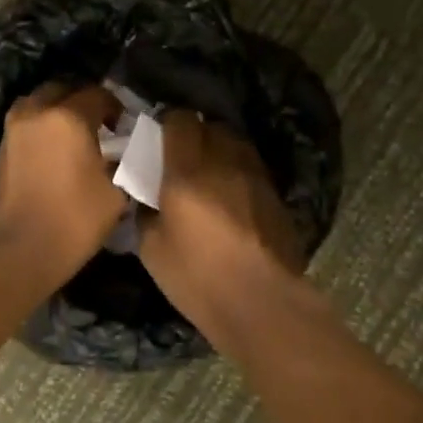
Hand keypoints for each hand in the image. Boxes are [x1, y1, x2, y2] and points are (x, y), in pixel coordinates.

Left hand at [0, 84, 126, 279]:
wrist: (21, 252)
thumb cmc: (75, 221)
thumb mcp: (116, 192)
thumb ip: (122, 162)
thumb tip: (120, 153)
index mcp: (68, 117)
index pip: (98, 94)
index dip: (115, 107)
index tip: (124, 126)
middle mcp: (37, 113)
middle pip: (63, 89)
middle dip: (82, 100)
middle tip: (100, 124)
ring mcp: (14, 130)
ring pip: (39, 103)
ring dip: (58, 110)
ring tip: (75, 134)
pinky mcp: (2, 149)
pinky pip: (26, 123)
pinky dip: (41, 127)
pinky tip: (56, 150)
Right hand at [138, 112, 304, 343]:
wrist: (261, 302)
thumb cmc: (198, 277)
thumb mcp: (152, 250)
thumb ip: (146, 214)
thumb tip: (147, 201)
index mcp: (187, 171)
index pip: (180, 121)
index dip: (167, 125)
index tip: (157, 142)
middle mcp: (224, 162)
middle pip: (211, 126)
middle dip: (195, 135)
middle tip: (181, 160)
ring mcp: (255, 176)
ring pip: (236, 143)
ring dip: (220, 150)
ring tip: (209, 175)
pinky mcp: (276, 195)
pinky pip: (252, 168)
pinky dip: (238, 172)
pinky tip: (231, 197)